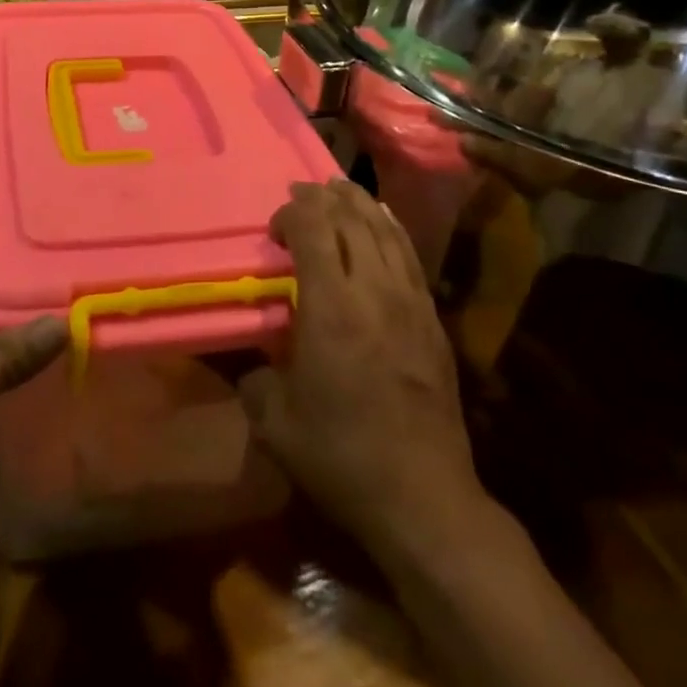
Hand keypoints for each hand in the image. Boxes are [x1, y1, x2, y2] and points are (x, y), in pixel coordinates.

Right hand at [240, 181, 479, 553]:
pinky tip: (382, 220)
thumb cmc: (342, 455)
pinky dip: (390, 226)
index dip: (291, 214)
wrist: (423, 495)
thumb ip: (255, 381)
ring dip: (358, 203)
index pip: (313, 228)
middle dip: (322, 197)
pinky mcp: (432, 317)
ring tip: (339, 190)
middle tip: (301, 195)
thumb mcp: (276, 424)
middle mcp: (373, 289)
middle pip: (351, 217)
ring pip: (384, 229)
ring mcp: (409, 300)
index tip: (274, 230)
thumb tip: (254, 364)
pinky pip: (410, 253)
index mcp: (331, 307)